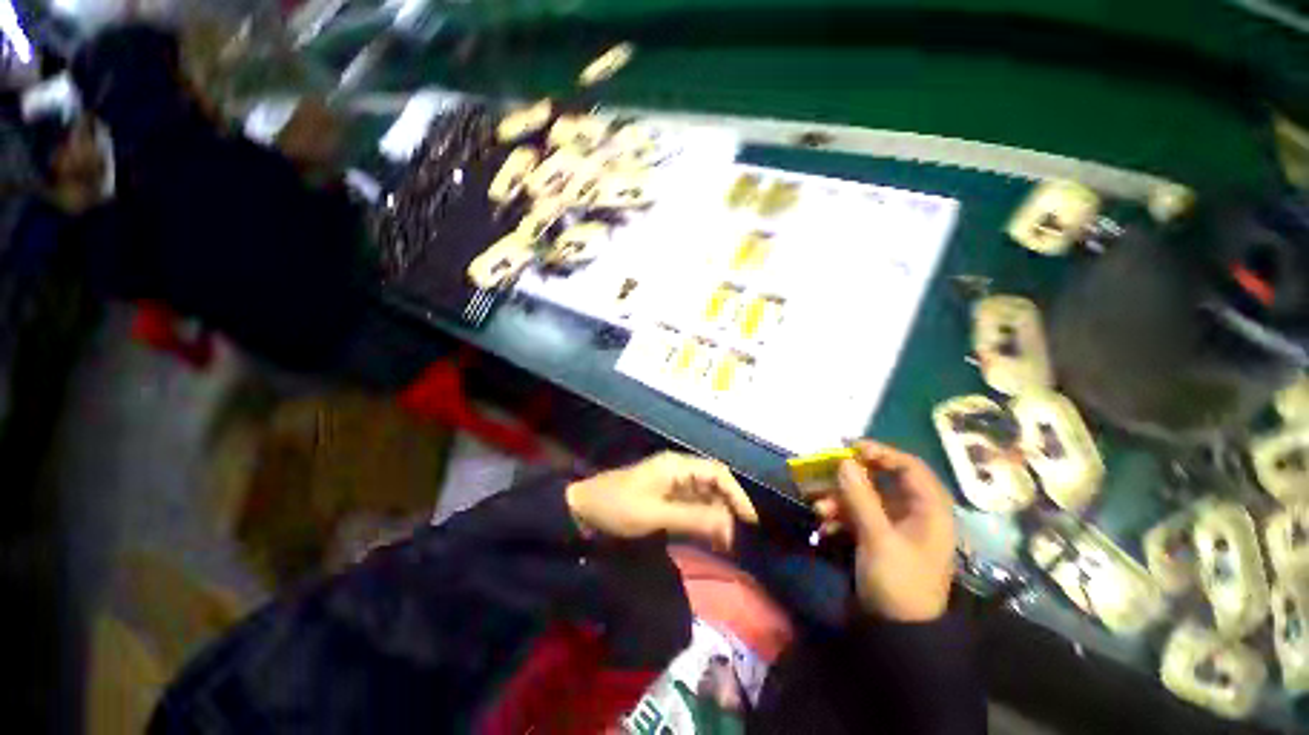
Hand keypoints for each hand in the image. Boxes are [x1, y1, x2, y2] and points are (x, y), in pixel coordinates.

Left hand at [565, 453, 758, 550]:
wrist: (583, 509)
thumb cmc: (618, 507)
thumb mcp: (656, 514)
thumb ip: (694, 518)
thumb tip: (729, 525)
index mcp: (677, 466)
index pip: (717, 473)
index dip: (737, 494)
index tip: (750, 521)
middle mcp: (677, 469)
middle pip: (713, 483)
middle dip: (726, 508)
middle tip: (732, 539)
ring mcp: (670, 482)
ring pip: (703, 495)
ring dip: (715, 516)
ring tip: (722, 543)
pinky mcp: (663, 495)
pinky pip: (690, 504)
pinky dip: (701, 519)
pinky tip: (706, 537)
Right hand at [811, 441, 956, 621]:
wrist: (897, 633)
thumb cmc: (898, 581)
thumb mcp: (878, 537)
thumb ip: (860, 496)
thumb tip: (845, 460)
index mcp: (929, 510)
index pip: (910, 467)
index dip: (881, 453)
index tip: (850, 448)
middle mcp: (915, 513)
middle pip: (883, 481)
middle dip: (851, 479)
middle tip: (826, 472)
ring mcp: (896, 527)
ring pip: (866, 499)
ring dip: (840, 500)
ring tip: (819, 509)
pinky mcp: (880, 539)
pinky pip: (859, 517)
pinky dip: (841, 518)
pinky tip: (824, 527)